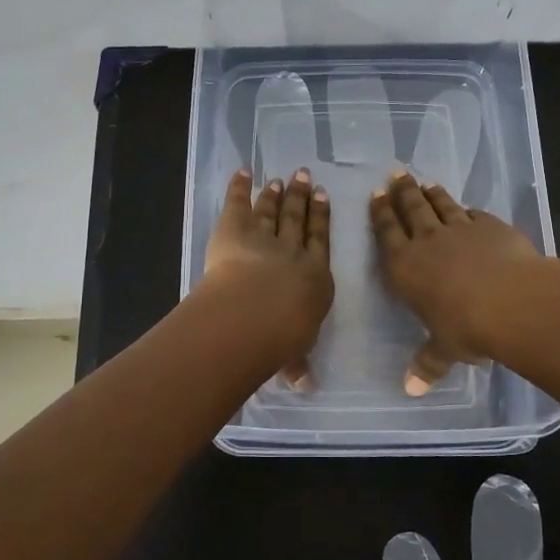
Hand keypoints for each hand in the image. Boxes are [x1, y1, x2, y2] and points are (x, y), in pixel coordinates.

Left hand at [201, 166, 333, 389]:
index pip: (319, 243)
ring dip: (276, 194)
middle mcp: (293, 252)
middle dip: (302, 198)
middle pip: (299, 220)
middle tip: (306, 177)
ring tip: (281, 179)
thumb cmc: (284, 336)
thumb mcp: (295, 353)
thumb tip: (305, 387)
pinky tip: (243, 173)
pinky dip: (239, 187)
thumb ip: (298, 364)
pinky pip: (238, 203)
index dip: (322, 220)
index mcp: (314, 277)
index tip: (324, 199)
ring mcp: (263, 236)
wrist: (258, 311)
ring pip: (272, 211)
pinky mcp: (234, 228)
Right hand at [369, 171, 543, 394]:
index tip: (376, 195)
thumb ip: (428, 364)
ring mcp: (461, 229)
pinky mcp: (492, 227)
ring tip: (424, 182)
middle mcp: (428, 241)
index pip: (387, 233)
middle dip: (402, 192)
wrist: (514, 301)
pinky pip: (474, 214)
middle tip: (396, 175)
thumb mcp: (444, 350)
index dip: (380, 214)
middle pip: (411, 209)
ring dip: (431, 193)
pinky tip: (466, 208)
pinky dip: (467, 209)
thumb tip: (412, 391)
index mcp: (405, 266)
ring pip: (442, 205)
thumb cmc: (467, 328)